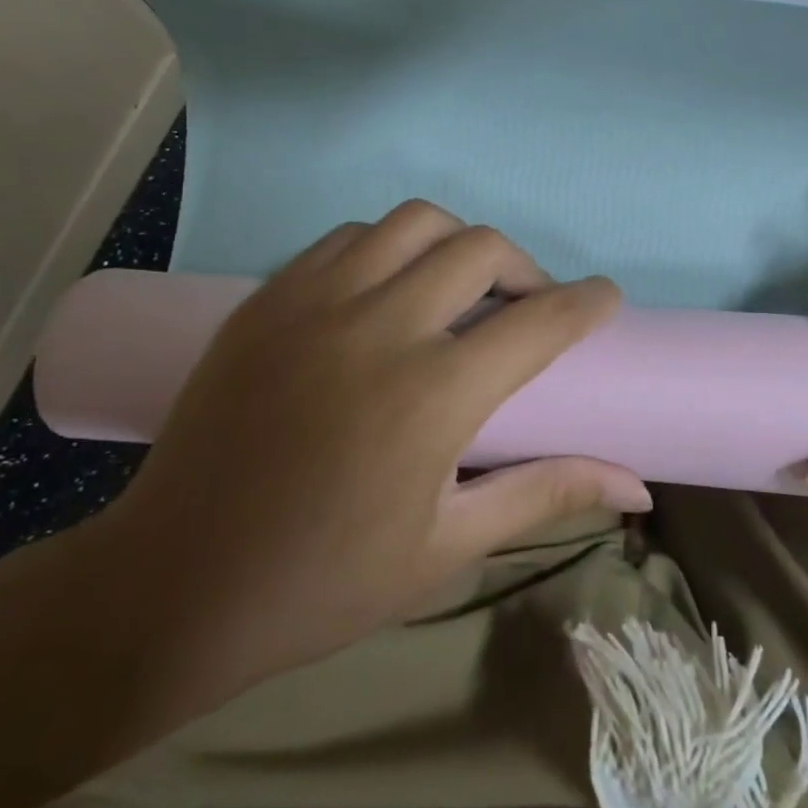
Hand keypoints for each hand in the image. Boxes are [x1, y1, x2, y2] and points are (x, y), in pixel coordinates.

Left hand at [100, 200, 650, 695]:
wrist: (170, 585)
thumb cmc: (324, 581)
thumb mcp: (449, 547)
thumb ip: (546, 494)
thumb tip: (637, 486)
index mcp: (433, 394)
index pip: (540, 320)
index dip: (587, 302)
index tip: (606, 298)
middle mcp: (379, 326)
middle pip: (482, 248)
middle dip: (526, 269)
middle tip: (528, 309)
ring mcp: (315, 302)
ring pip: (414, 222)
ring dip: (457, 245)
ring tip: (458, 292)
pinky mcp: (268, 298)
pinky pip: (350, 238)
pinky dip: (390, 248)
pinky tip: (388, 293)